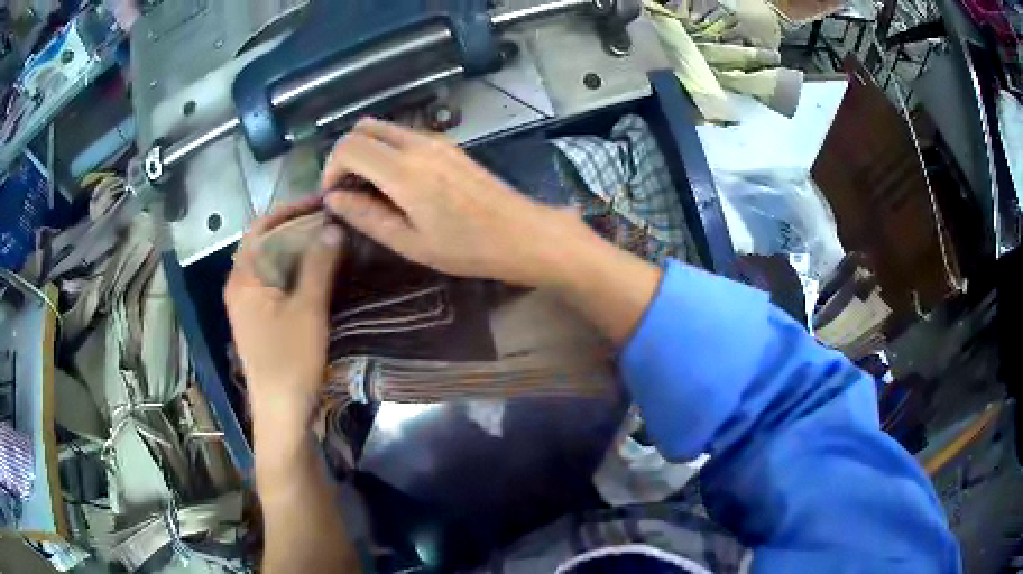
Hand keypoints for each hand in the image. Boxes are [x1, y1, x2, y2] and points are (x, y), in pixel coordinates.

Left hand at [223, 196, 343, 433]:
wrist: (281, 414)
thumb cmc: (290, 361)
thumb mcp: (308, 309)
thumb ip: (319, 264)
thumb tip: (332, 226)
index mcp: (244, 277)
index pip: (262, 225)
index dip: (291, 208)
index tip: (323, 200)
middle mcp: (240, 285)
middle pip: (266, 242)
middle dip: (297, 226)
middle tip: (332, 219)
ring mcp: (248, 305)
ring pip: (272, 263)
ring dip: (298, 248)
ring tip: (331, 239)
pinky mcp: (260, 320)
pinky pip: (276, 282)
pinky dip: (296, 270)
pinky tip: (319, 272)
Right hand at [320, 118, 581, 286]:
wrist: (523, 234)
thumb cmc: (467, 248)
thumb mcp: (410, 242)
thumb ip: (366, 216)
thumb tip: (334, 198)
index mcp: (404, 170)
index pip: (349, 146)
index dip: (330, 168)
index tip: (334, 196)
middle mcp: (418, 144)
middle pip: (364, 127)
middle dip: (346, 154)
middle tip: (348, 189)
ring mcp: (437, 140)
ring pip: (385, 128)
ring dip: (367, 151)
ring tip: (371, 189)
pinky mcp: (450, 145)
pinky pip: (406, 136)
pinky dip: (388, 150)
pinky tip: (398, 183)